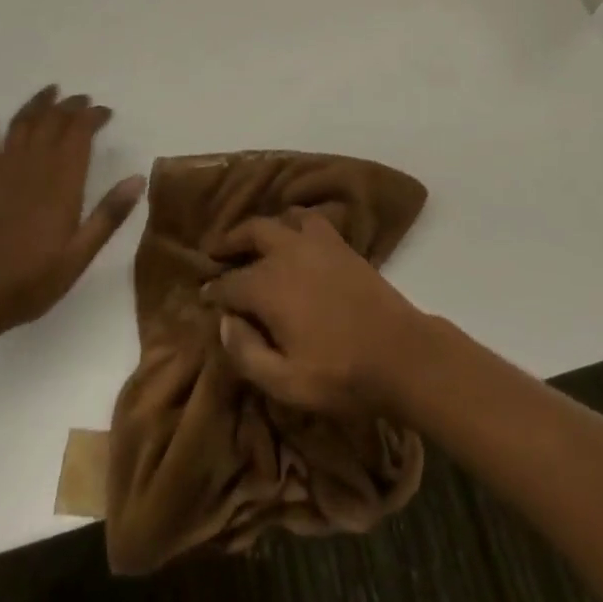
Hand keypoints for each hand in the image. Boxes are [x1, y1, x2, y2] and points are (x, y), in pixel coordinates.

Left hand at [0, 85, 145, 348]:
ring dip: (36, 105)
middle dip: (70, 106)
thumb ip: (108, 216)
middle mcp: (32, 166)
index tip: (106, 112)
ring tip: (49, 91)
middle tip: (84, 100)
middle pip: (52, 121)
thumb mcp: (78, 257)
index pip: (79, 133)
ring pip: (20, 125)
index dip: (93, 116)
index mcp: (61, 182)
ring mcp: (2, 172)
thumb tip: (138, 179)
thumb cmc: (28, 281)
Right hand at [203, 211, 427, 416]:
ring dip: (263, 227)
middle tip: (216, 252)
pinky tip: (294, 235)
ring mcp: (317, 243)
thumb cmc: (340, 374)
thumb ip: (246, 353)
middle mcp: (288, 253)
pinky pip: (311, 219)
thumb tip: (224, 322)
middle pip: (251, 233)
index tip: (202, 297)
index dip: (212, 291)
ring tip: (254, 241)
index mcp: (269, 286)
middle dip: (230, 242)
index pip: (229, 283)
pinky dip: (295, 221)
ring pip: (281, 219)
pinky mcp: (341, 244)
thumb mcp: (285, 382)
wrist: (399, 353)